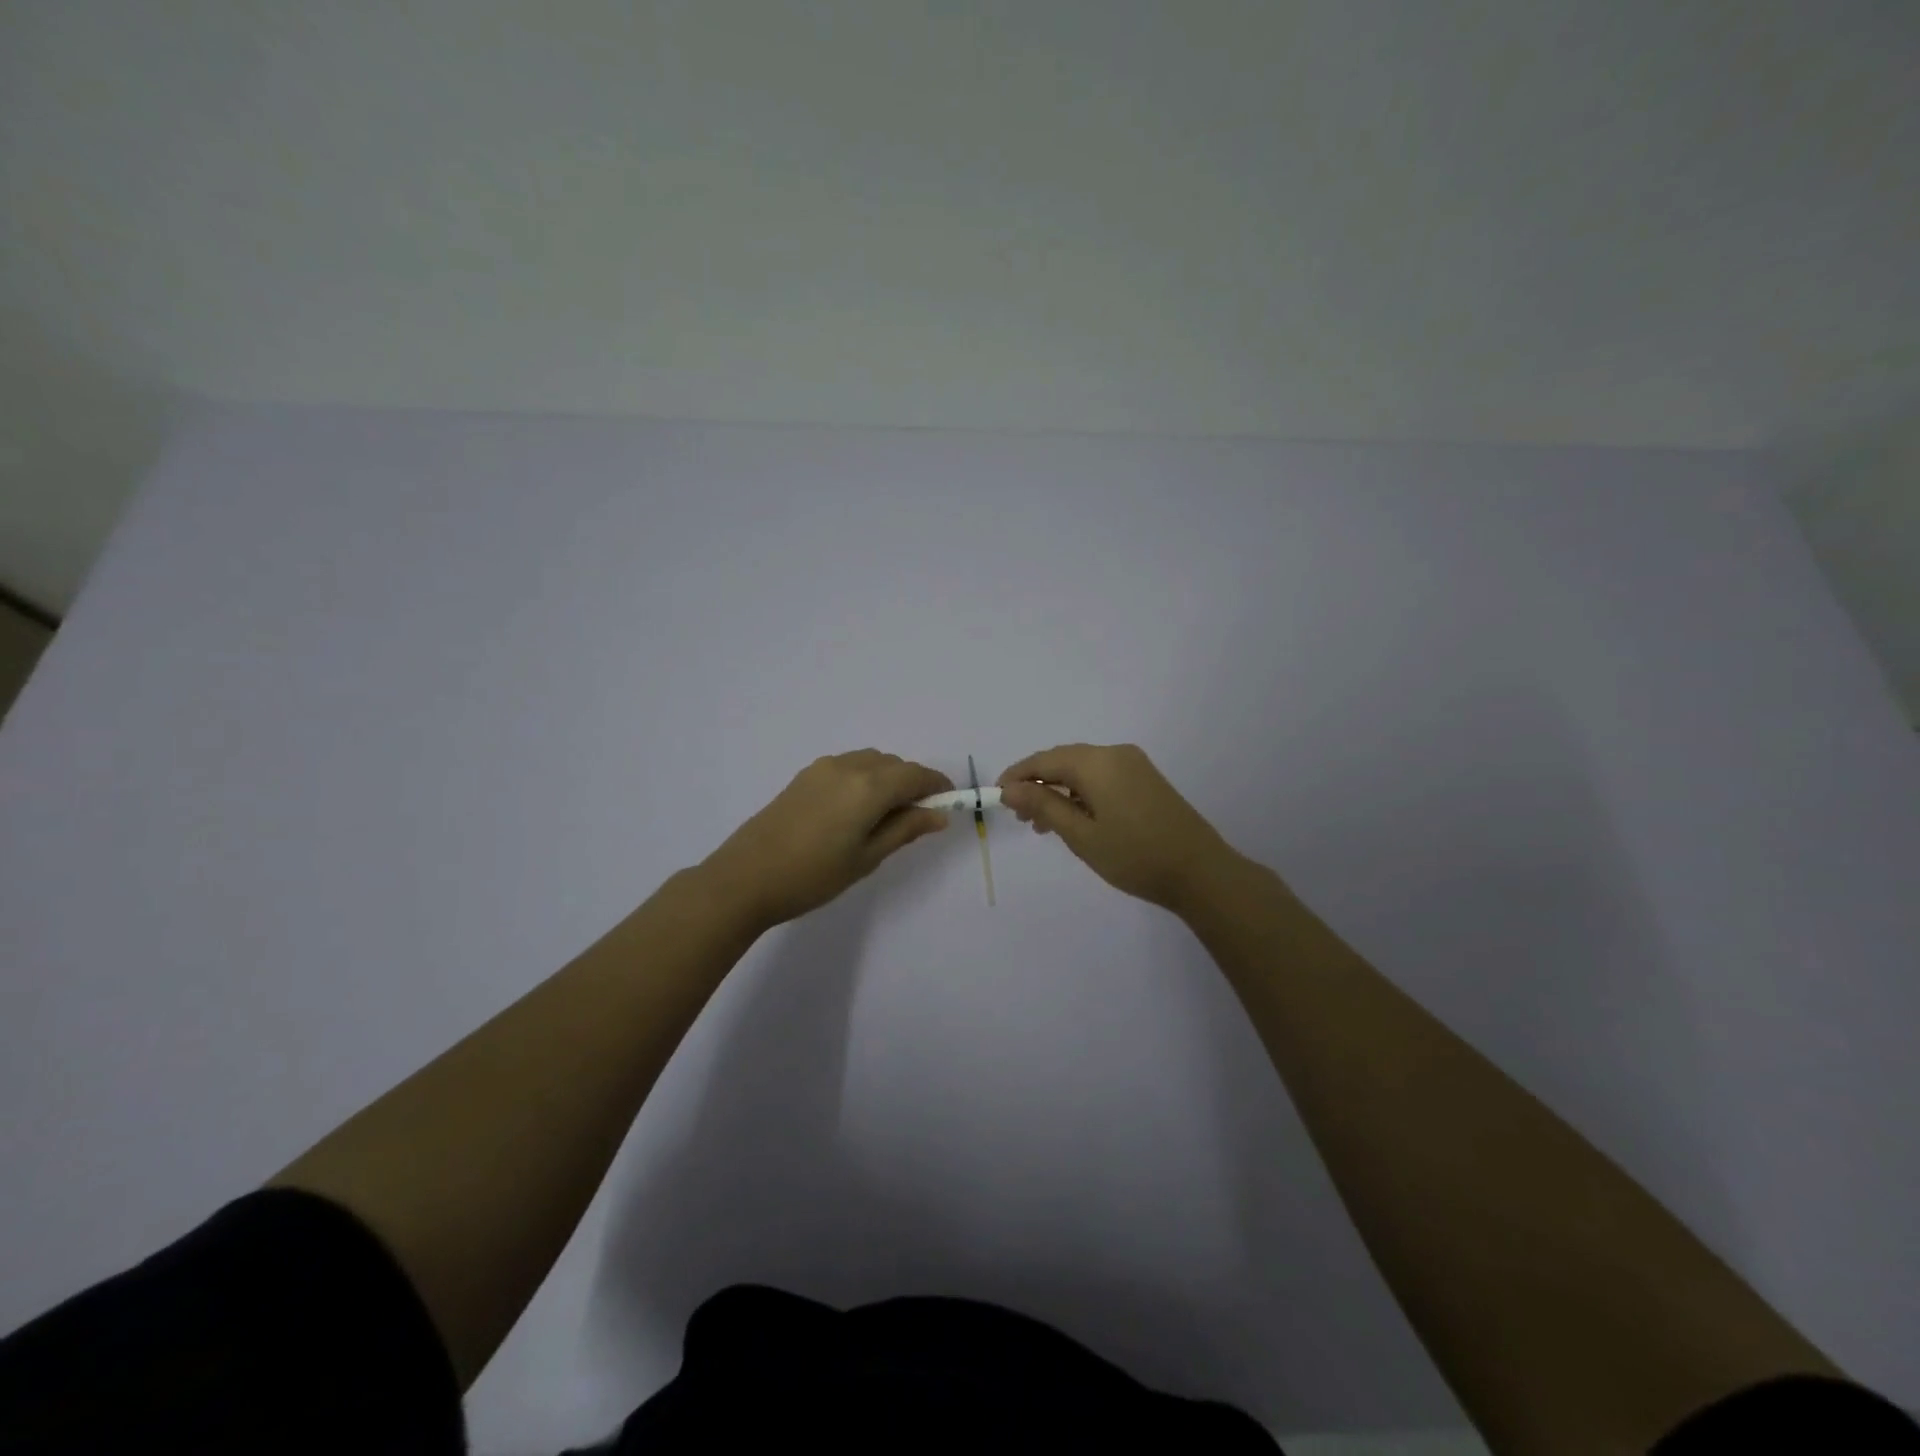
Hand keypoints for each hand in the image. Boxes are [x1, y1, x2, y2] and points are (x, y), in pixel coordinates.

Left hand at [701, 751, 952, 929]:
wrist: (745, 878)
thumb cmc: (813, 875)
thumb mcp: (867, 858)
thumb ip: (905, 830)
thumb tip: (938, 815)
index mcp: (869, 786)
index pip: (915, 775)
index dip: (937, 785)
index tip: (949, 803)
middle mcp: (848, 766)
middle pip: (893, 765)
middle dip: (912, 783)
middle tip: (917, 818)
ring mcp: (822, 768)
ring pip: (870, 762)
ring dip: (887, 779)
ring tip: (885, 816)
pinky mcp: (804, 776)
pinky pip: (847, 766)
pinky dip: (864, 779)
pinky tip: (855, 810)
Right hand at [999, 743, 1234, 911]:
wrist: (1200, 872)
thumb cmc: (1134, 855)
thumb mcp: (1080, 834)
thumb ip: (1043, 805)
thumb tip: (1009, 788)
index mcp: (1097, 762)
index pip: (1044, 760)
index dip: (1017, 776)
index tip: (997, 797)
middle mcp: (1115, 754)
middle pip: (1063, 760)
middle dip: (1038, 784)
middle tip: (1020, 817)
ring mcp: (1134, 765)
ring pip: (1083, 770)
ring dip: (1059, 791)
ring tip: (1042, 825)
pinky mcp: (1146, 780)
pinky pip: (1102, 778)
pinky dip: (1081, 793)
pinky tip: (1074, 819)